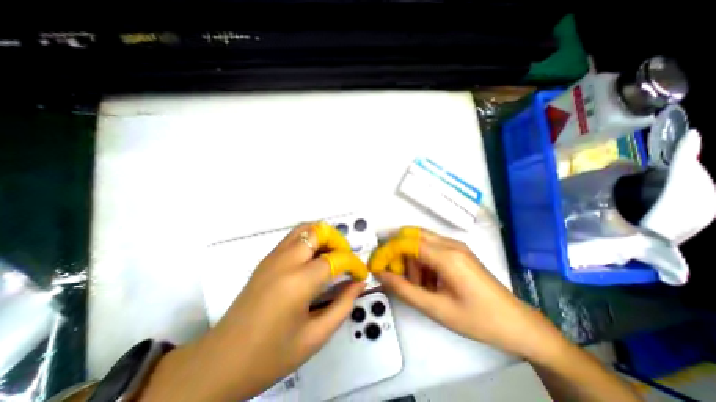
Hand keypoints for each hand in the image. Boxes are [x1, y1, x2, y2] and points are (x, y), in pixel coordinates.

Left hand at [143, 224, 372, 401]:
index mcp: (298, 282)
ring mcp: (273, 257)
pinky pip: (294, 237)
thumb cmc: (270, 355)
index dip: (354, 264)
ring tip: (332, 255)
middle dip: (339, 242)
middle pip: (319, 232)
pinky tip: (314, 259)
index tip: (361, 274)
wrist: (220, 362)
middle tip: (345, 260)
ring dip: (324, 237)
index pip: (335, 258)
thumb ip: (343, 305)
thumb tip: (359, 283)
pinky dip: (310, 239)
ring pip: (305, 229)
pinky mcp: (266, 259)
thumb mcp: (315, 336)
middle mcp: (285, 261)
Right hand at [370, 227, 559, 356]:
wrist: (517, 324)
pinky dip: (423, 261)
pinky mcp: (458, 252)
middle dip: (399, 253)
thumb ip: (404, 290)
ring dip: (412, 259)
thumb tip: (381, 274)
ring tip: (420, 285)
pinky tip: (430, 281)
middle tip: (399, 276)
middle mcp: (450, 244)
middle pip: (412, 236)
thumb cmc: (477, 319)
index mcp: (447, 256)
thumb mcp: (436, 309)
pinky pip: (432, 248)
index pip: (407, 242)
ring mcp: (456, 246)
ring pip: (421, 241)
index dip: (388, 251)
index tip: (376, 265)